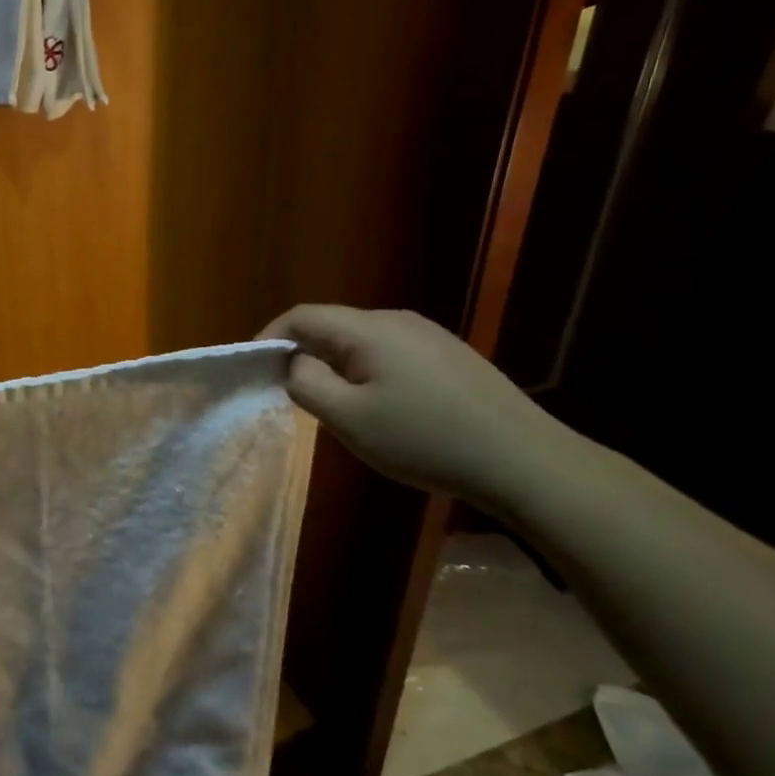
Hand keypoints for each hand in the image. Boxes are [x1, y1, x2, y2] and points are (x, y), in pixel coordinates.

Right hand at [259, 305, 567, 507]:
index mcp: (369, 329)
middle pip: (332, 325)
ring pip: (361, 341)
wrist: (521, 459)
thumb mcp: (349, 418)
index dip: (270, 338)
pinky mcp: (449, 355)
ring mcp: (429, 335)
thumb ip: (307, 384)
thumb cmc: (424, 439)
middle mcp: (398, 319)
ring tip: (333, 406)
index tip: (254, 371)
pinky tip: (380, 407)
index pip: (302, 316)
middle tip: (290, 396)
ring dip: (335, 366)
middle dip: (302, 354)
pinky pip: (390, 353)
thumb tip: (294, 362)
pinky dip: (365, 371)